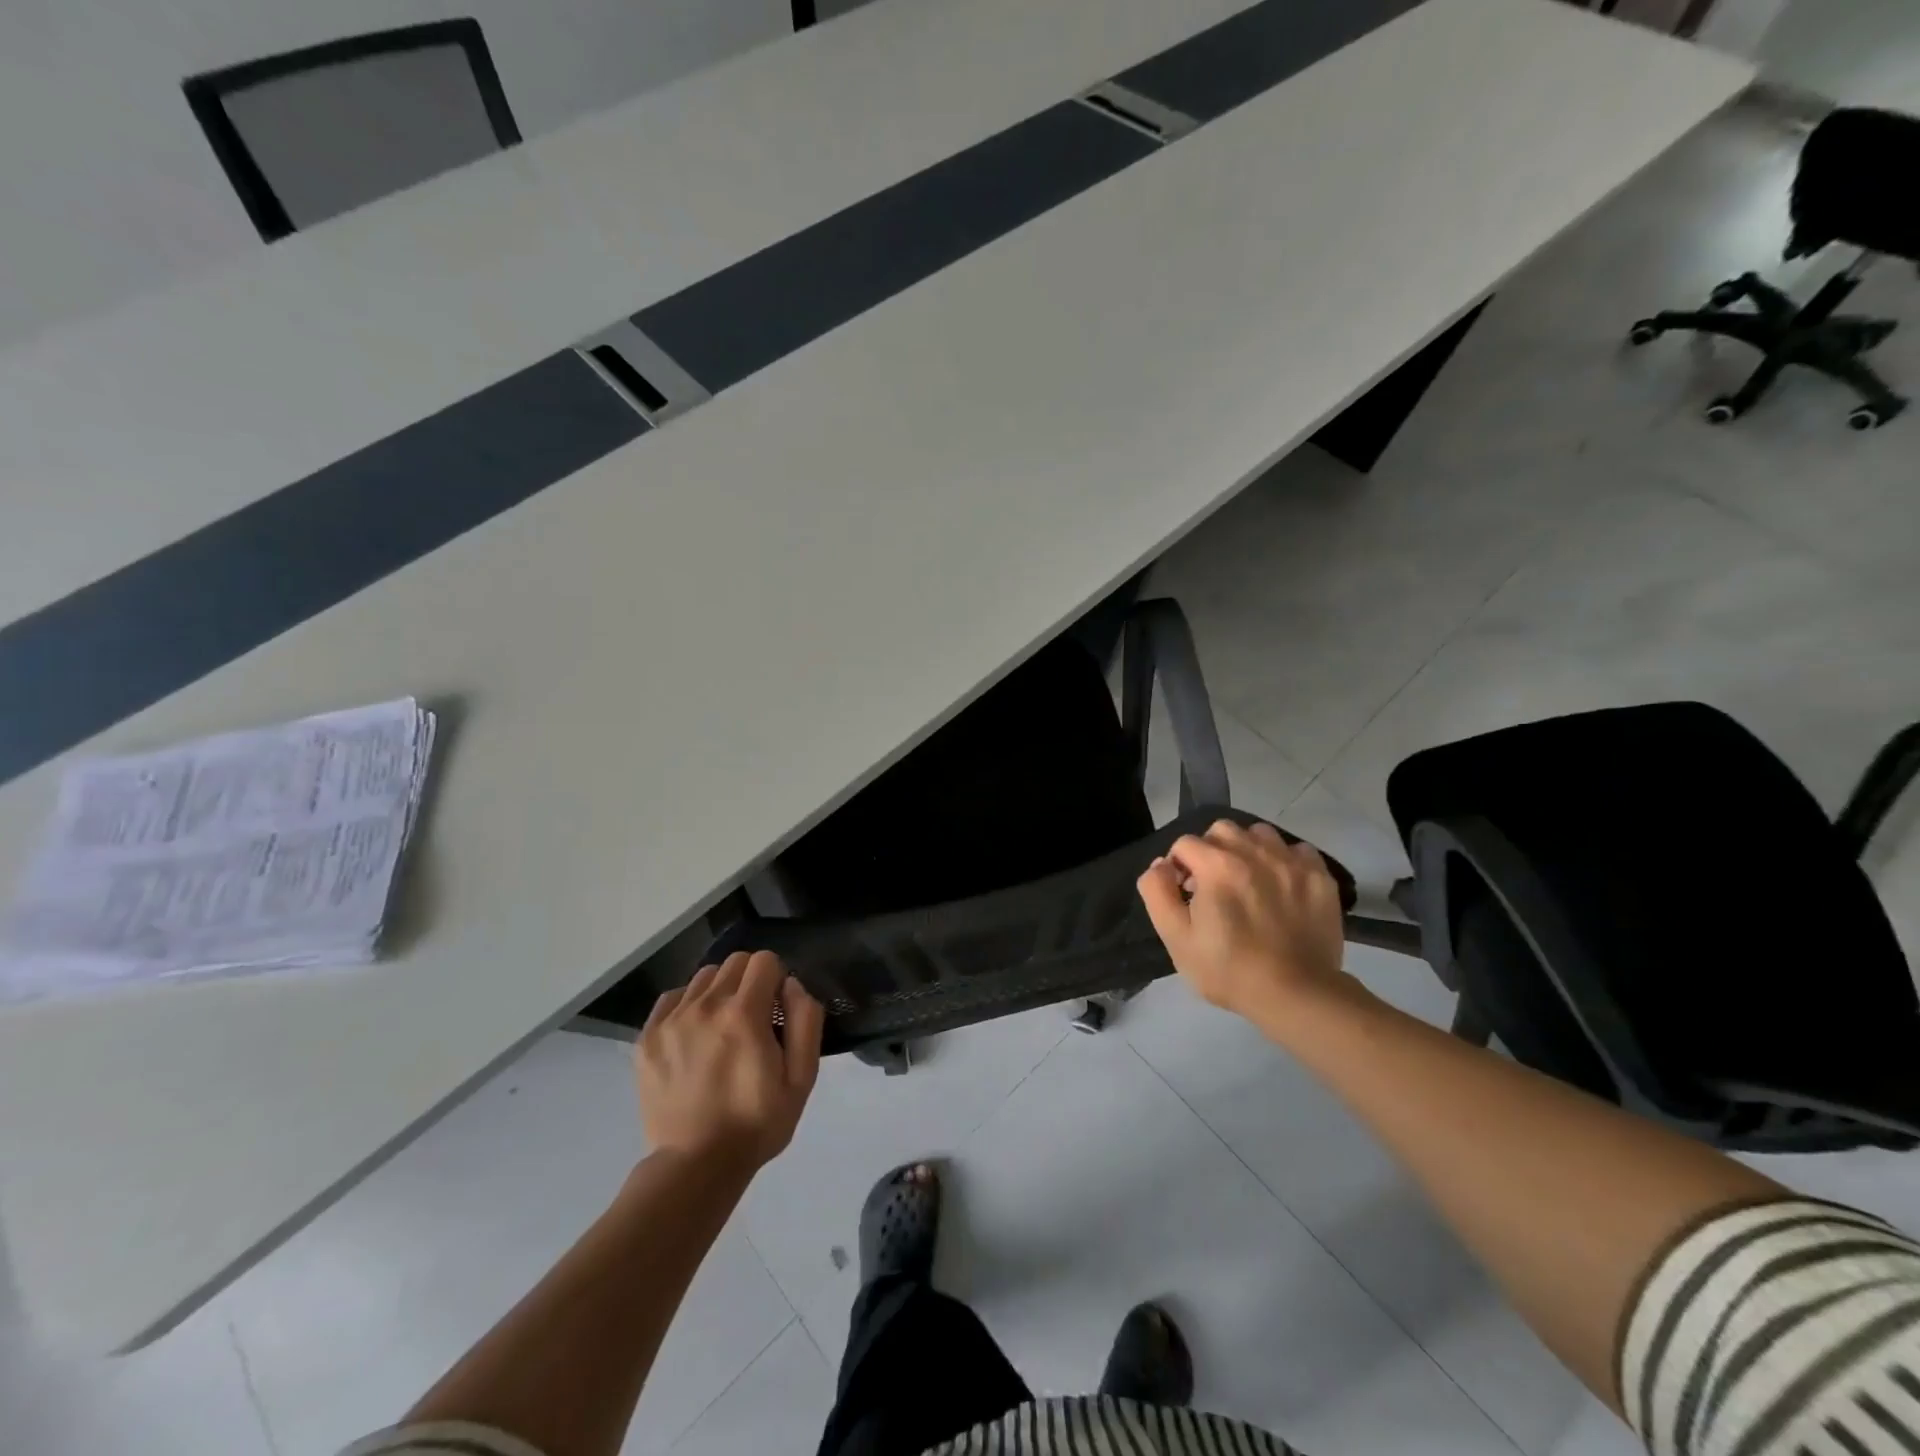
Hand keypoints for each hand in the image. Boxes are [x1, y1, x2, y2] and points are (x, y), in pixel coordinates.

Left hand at [637, 950, 823, 1170]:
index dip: (777, 979)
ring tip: (722, 1028)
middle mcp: (704, 1006)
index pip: (765, 961)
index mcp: (744, 1014)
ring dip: (720, 991)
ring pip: (704, 977)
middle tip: (753, 1018)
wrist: (695, 1167)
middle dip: (751, 980)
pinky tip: (695, 1036)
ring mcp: (671, 1021)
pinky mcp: (647, 1038)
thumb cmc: (756, 1123)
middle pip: (734, 962)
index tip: (776, 1010)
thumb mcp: (801, 1078)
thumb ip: (805, 1020)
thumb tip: (791, 985)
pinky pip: (672, 998)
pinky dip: (688, 1005)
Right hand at [1136, 819, 1353, 1026]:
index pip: (1185, 843)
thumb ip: (1157, 892)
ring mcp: (1291, 863)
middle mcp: (1254, 852)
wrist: (1297, 995)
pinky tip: (1281, 886)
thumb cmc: (1229, 969)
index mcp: (1217, 866)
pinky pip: (1297, 850)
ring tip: (1248, 881)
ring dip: (1247, 850)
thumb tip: (1161, 864)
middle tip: (1214, 885)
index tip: (1185, 895)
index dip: (1178, 867)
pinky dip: (1284, 860)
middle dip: (1210, 851)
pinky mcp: (1320, 877)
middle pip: (1221, 830)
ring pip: (1259, 833)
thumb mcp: (1176, 937)